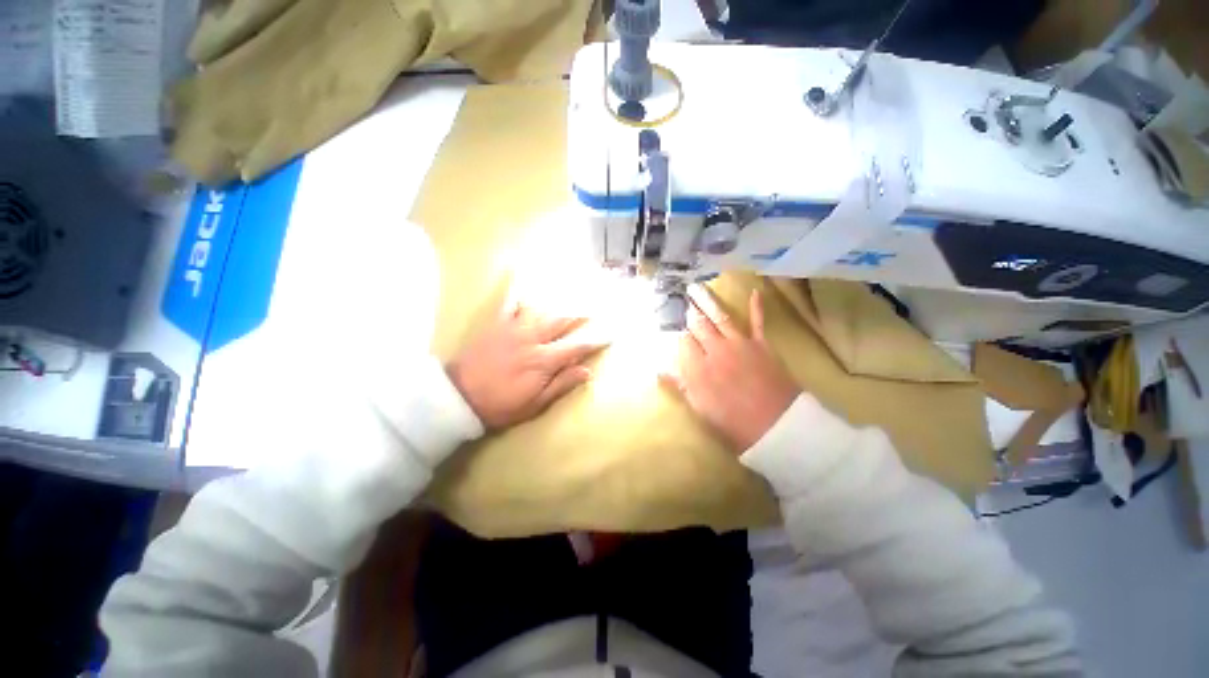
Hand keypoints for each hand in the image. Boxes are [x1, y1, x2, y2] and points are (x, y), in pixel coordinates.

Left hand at [447, 302, 607, 429]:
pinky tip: (523, 285)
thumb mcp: (535, 404)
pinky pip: (509, 305)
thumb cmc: (501, 405)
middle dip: (579, 316)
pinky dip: (518, 296)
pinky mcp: (496, 326)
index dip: (594, 341)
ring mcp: (513, 329)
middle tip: (593, 308)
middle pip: (561, 323)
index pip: (575, 347)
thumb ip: (561, 384)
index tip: (609, 335)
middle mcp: (532, 339)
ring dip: (557, 305)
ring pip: (541, 312)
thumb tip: (587, 371)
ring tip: (570, 296)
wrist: (459, 397)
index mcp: (543, 360)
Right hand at [661, 286, 800, 452]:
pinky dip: (756, 307)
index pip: (683, 341)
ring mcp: (739, 344)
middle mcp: (716, 350)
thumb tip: (658, 371)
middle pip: (698, 325)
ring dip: (707, 301)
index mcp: (699, 367)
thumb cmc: (733, 423)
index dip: (675, 330)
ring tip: (696, 288)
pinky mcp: (761, 345)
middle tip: (680, 295)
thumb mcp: (700, 409)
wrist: (777, 427)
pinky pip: (757, 321)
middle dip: (688, 310)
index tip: (669, 319)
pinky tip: (755, 291)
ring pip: (719, 317)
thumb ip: (679, 386)